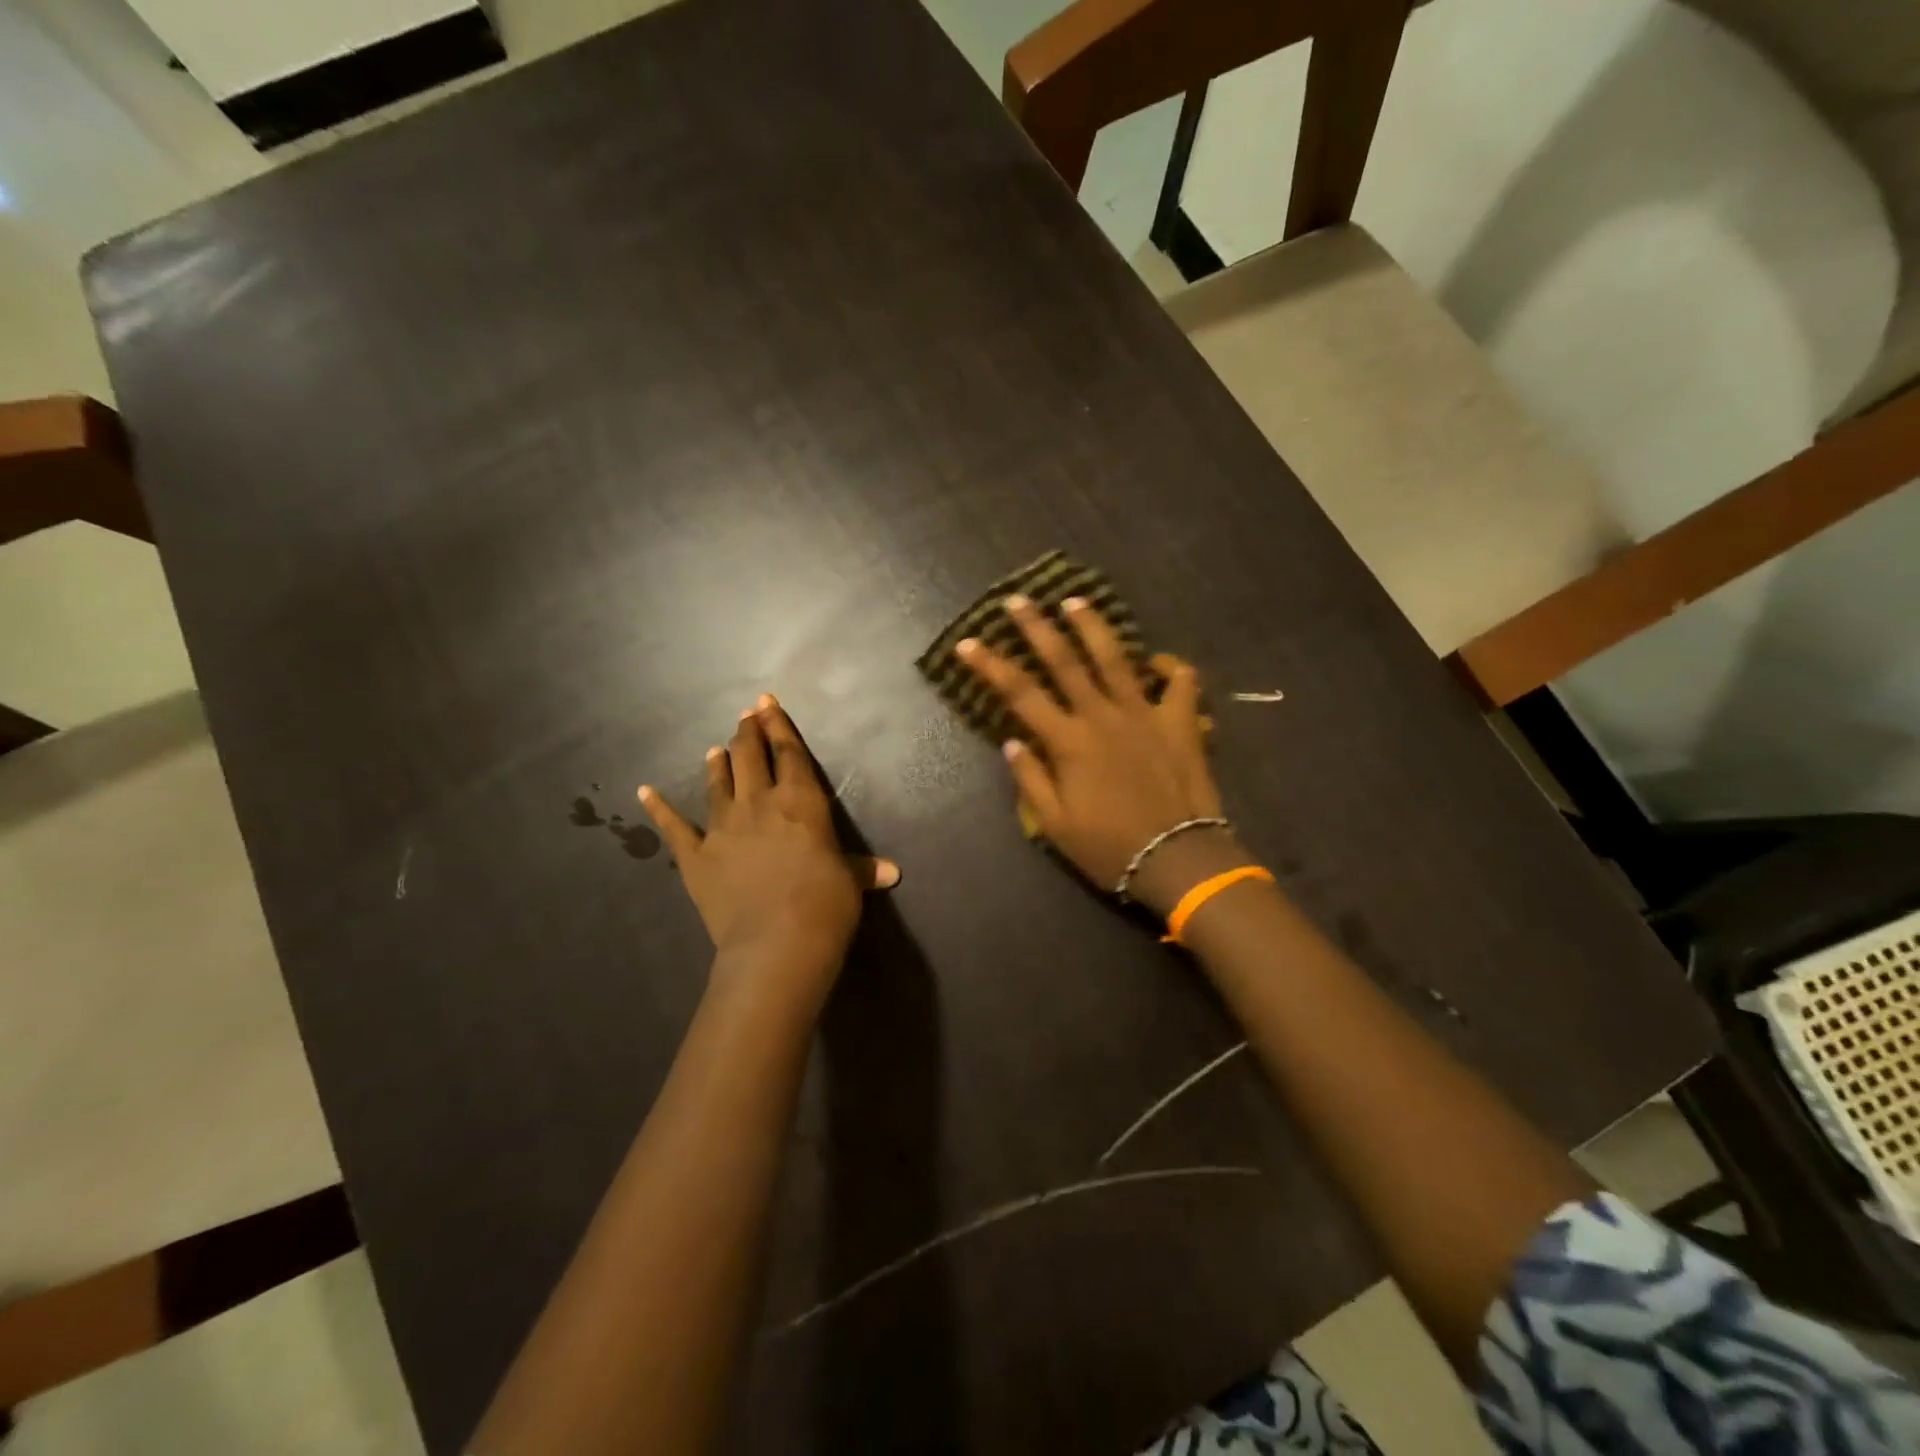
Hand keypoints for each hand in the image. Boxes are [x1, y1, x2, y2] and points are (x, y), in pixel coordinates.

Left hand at [638, 696, 898, 988]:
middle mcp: (760, 803)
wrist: (777, 942)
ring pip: (718, 783)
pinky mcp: (696, 855)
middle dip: (748, 733)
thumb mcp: (850, 882)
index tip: (767, 703)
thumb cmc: (825, 905)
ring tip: (717, 748)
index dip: (779, 725)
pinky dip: (658, 808)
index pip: (789, 752)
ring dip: (719, 763)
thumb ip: (863, 870)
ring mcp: (723, 827)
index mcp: (801, 801)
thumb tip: (892, 872)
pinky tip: (644, 792)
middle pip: (750, 757)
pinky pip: (674, 826)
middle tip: (745, 716)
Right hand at [956, 594, 1226, 911]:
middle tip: (1018, 600)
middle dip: (1036, 627)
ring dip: (1093, 626)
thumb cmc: (1109, 847)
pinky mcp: (1180, 722)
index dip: (989, 665)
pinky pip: (1181, 682)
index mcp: (1068, 741)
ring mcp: (1144, 714)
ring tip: (1075, 601)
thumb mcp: (1055, 824)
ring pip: (1116, 658)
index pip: (1019, 693)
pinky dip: (1170, 667)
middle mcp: (1102, 716)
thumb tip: (1012, 741)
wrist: (1177, 858)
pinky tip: (1157, 661)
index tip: (967, 643)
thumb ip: (1031, 779)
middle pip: (1064, 661)